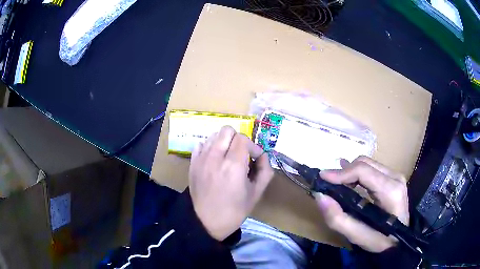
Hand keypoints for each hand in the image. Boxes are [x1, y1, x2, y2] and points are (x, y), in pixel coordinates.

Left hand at [189, 126, 273, 240]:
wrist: (206, 222)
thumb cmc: (234, 211)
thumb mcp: (256, 193)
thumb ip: (265, 171)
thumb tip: (263, 156)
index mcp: (233, 165)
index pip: (243, 138)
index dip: (253, 147)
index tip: (255, 159)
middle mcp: (215, 157)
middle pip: (227, 130)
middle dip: (238, 140)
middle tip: (242, 155)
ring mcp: (201, 158)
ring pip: (214, 135)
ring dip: (224, 142)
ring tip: (228, 157)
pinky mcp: (192, 162)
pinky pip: (201, 144)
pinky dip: (210, 147)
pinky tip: (215, 160)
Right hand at [314, 157, 408, 252]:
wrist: (399, 240)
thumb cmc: (380, 241)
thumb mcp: (358, 236)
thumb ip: (338, 219)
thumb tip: (320, 196)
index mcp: (390, 191)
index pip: (363, 171)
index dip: (341, 173)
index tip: (322, 178)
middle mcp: (395, 177)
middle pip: (365, 164)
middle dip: (344, 172)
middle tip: (328, 184)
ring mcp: (396, 175)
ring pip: (368, 163)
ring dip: (350, 172)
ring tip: (336, 183)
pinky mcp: (393, 177)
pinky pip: (372, 168)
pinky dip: (357, 172)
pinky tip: (348, 178)